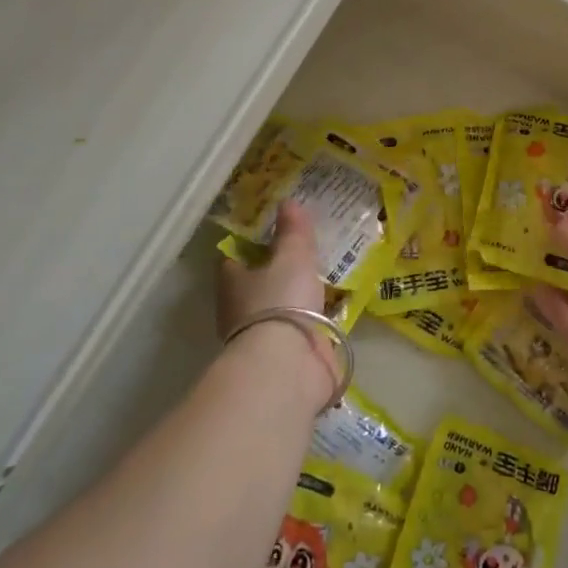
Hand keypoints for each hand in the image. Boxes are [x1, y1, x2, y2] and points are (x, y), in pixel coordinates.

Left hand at [217, 204, 336, 409]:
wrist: (289, 366)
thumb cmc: (280, 301)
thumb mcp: (291, 257)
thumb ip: (293, 232)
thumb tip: (288, 201)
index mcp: (233, 283)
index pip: (233, 258)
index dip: (249, 245)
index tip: (270, 232)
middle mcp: (242, 310)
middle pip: (256, 284)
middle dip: (276, 272)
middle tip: (303, 254)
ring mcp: (265, 337)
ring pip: (280, 309)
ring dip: (297, 299)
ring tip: (324, 279)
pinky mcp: (289, 356)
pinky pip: (302, 331)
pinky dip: (314, 321)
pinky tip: (334, 310)